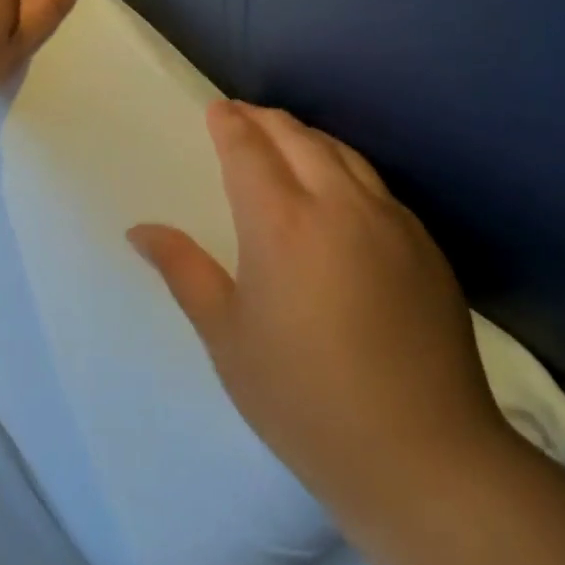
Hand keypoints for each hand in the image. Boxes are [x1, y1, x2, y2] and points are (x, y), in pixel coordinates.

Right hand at [129, 102, 504, 518]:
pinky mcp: (424, 245)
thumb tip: (140, 230)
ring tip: (285, 140)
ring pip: (342, 153)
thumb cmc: (302, 398)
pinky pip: (375, 184)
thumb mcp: (227, 336)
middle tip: (242, 117)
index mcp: (281, 223)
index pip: (248, 149)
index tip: (216, 110)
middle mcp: (338, 204)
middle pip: (297, 137)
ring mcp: (390, 221)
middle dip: (264, 119)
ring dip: (306, 137)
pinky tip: (338, 190)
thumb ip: (184, 270)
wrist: (421, 455)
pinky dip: (344, 167)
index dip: (229, 124)